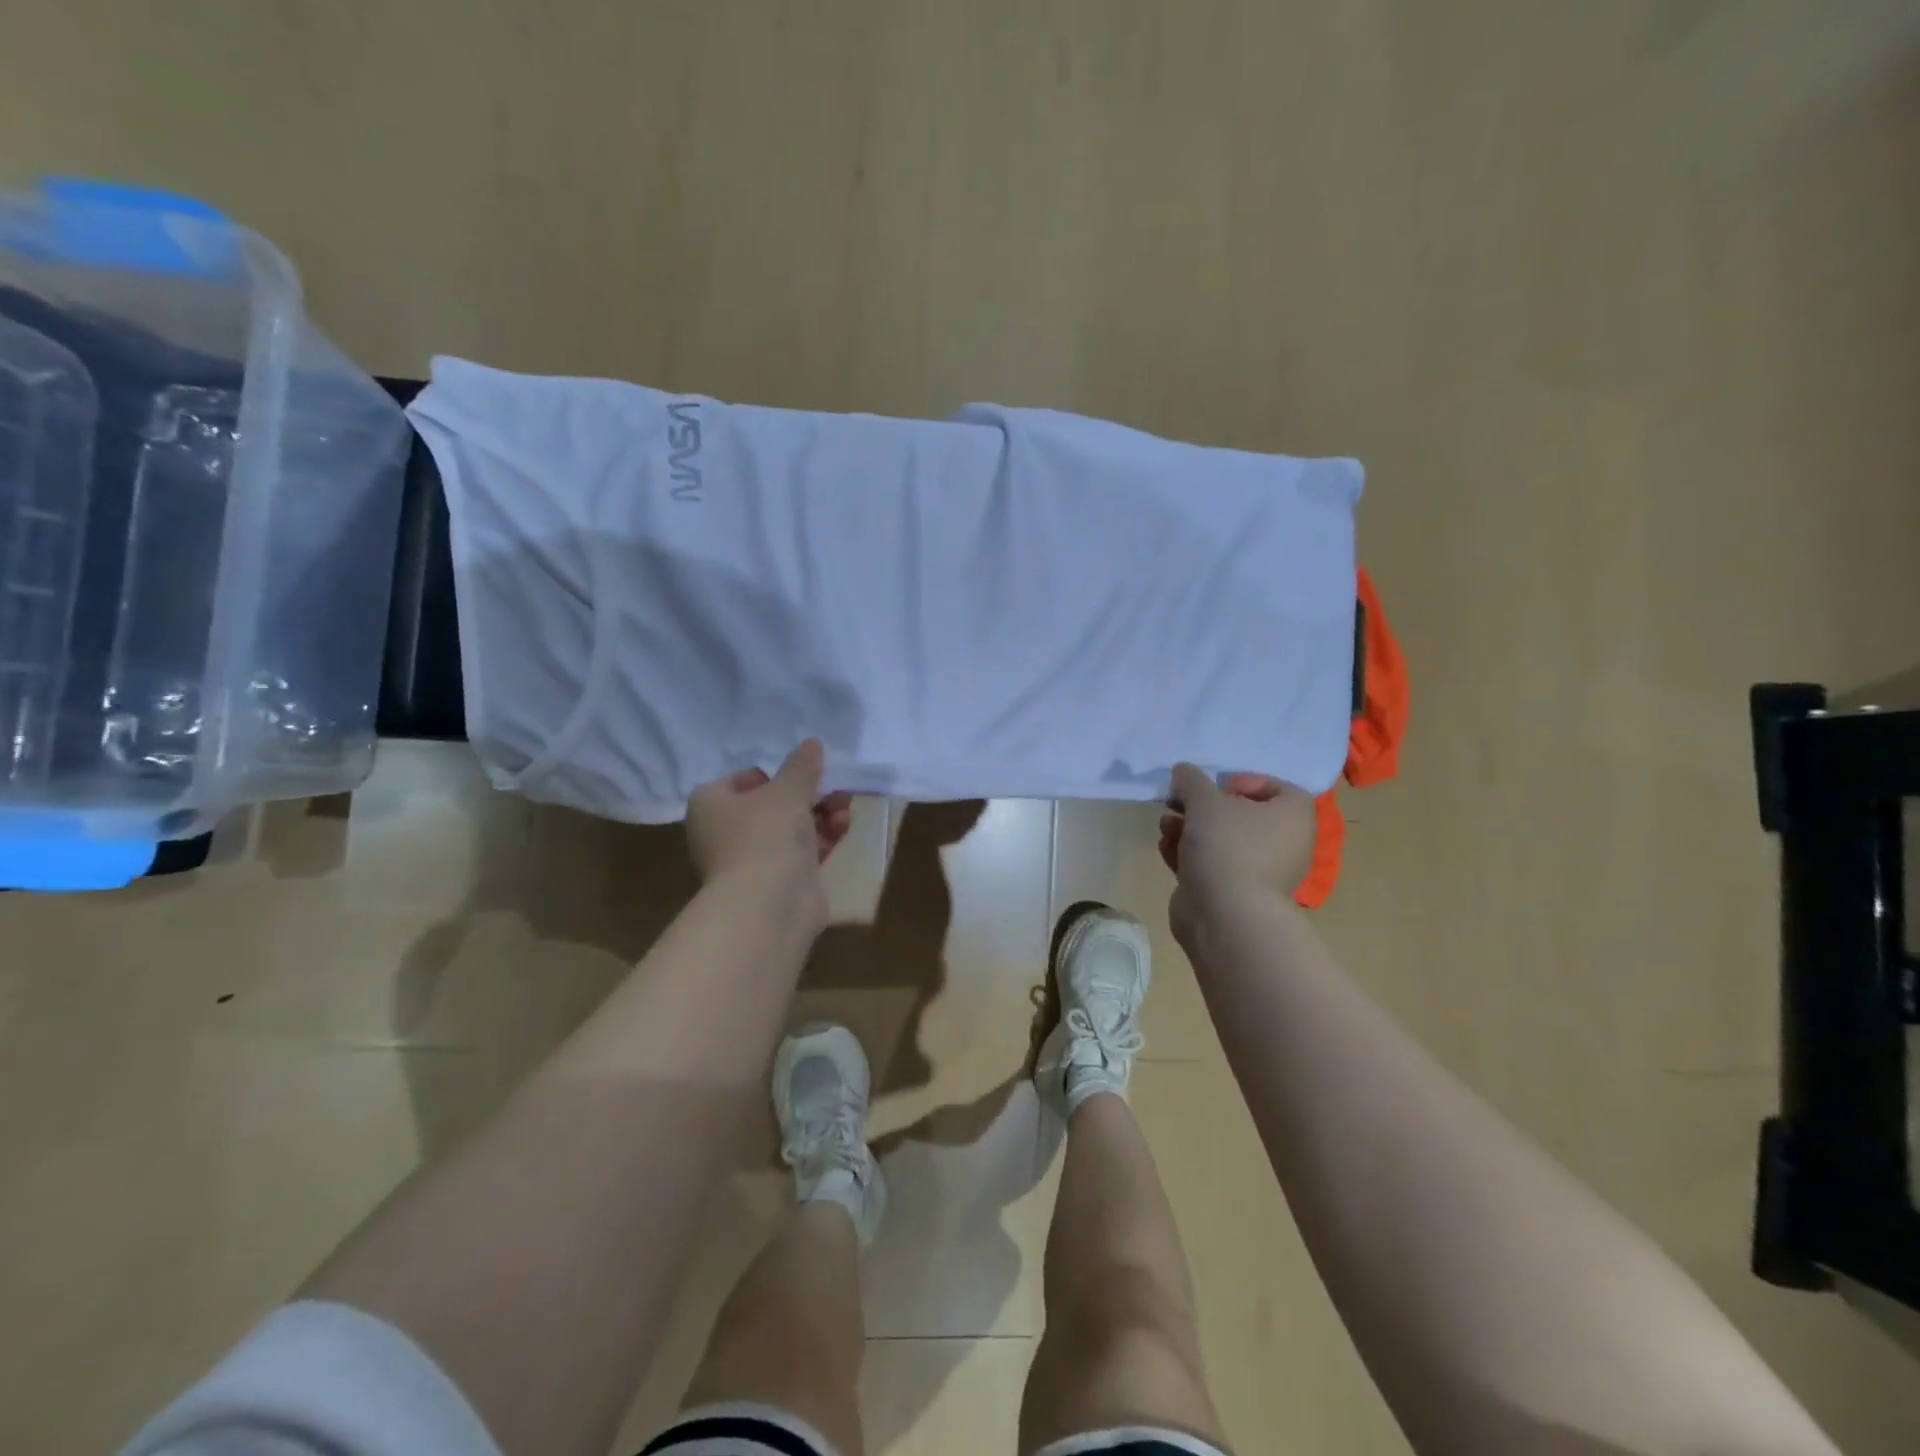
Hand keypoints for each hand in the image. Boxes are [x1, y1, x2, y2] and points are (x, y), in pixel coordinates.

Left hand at [686, 739, 854, 886]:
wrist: (769, 904)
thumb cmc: (766, 834)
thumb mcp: (788, 790)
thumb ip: (802, 766)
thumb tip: (812, 742)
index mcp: (711, 805)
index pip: (738, 780)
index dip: (770, 774)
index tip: (798, 773)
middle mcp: (724, 833)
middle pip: (770, 805)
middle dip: (807, 795)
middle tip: (834, 786)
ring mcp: (751, 861)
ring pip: (790, 829)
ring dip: (820, 815)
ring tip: (846, 804)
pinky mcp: (778, 882)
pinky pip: (802, 852)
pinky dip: (822, 838)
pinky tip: (845, 827)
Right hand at [1159, 763, 1315, 903]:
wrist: (1225, 915)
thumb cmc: (1227, 846)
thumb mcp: (1204, 800)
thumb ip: (1191, 780)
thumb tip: (1183, 771)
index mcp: (1292, 816)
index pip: (1276, 788)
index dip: (1243, 781)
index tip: (1214, 786)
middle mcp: (1282, 843)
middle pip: (1239, 814)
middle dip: (1202, 807)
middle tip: (1177, 802)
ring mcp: (1257, 871)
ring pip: (1219, 840)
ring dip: (1188, 829)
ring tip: (1167, 826)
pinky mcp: (1232, 893)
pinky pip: (1209, 864)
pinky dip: (1188, 855)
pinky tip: (1166, 849)